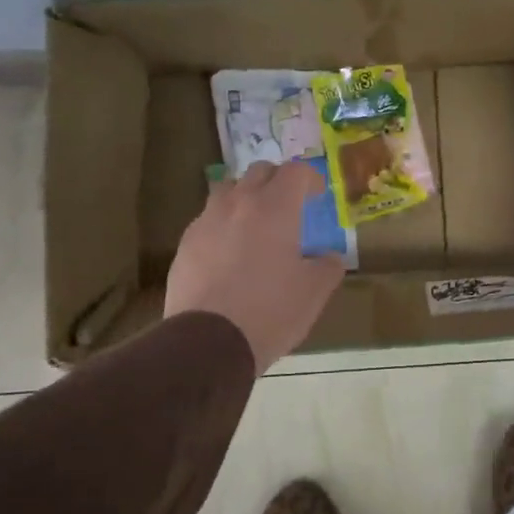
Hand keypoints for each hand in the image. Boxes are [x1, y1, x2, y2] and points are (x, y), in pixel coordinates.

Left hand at [165, 161, 345, 373]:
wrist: (208, 342)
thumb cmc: (271, 310)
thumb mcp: (314, 292)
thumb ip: (328, 266)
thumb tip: (329, 257)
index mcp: (275, 208)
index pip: (295, 172)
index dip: (311, 178)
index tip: (318, 195)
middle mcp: (238, 204)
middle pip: (258, 172)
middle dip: (277, 181)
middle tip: (289, 205)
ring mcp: (206, 222)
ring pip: (227, 192)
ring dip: (246, 199)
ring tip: (256, 226)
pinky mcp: (185, 246)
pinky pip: (208, 222)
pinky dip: (224, 227)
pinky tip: (230, 256)